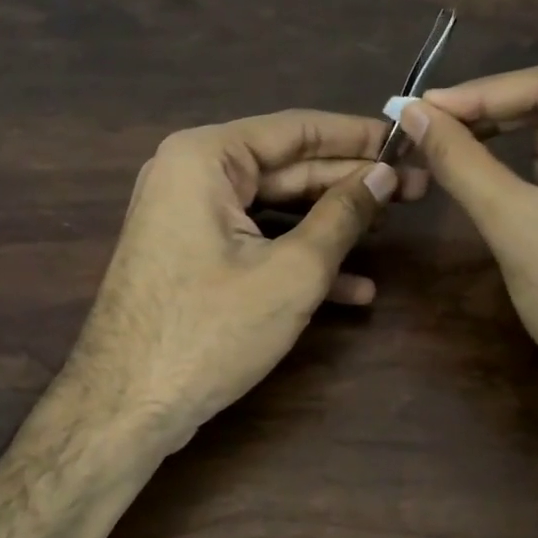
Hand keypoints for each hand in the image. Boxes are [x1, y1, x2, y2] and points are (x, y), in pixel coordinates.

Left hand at [56, 110, 398, 463]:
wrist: (124, 408)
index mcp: (206, 157)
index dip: (357, 136)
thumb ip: (342, 215)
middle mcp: (192, 174)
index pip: (297, 130)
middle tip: (413, 188)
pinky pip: (254, 240)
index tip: (407, 141)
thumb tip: (384, 175)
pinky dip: (298, 257)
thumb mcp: (292, 272)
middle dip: (350, 183)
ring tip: (392, 229)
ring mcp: (189, 217)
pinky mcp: (193, 255)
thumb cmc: (210, 330)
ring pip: (275, 208)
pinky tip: (355, 286)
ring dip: (331, 224)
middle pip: (287, 168)